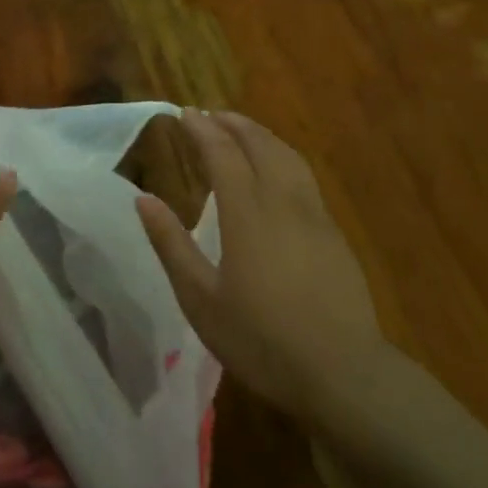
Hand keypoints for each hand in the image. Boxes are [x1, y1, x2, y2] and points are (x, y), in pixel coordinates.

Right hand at [136, 110, 387, 430]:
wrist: (343, 374)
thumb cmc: (261, 340)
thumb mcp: (201, 300)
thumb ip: (171, 245)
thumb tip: (144, 199)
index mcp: (247, 214)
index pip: (223, 155)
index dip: (203, 130)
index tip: (185, 113)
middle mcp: (283, 202)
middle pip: (260, 146)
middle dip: (233, 124)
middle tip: (210, 114)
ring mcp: (314, 216)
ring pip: (288, 157)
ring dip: (261, 136)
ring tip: (241, 130)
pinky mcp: (334, 234)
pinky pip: (304, 176)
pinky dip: (282, 157)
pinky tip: (276, 171)